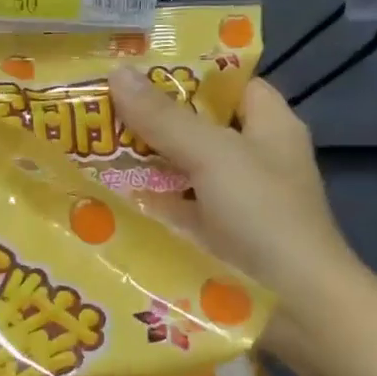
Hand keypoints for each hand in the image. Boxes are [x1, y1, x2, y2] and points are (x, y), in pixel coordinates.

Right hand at [109, 68, 361, 369]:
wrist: (293, 308)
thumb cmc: (263, 217)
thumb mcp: (214, 156)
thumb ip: (165, 117)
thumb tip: (118, 71)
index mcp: (268, 127)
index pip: (229, 84)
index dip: (187, 72)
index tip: (133, 67)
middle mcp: (251, 160)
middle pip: (196, 128)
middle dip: (149, 119)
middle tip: (92, 106)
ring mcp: (230, 203)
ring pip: (180, 171)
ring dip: (141, 164)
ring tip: (82, 146)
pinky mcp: (211, 240)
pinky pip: (172, 211)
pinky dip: (143, 205)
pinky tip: (100, 198)